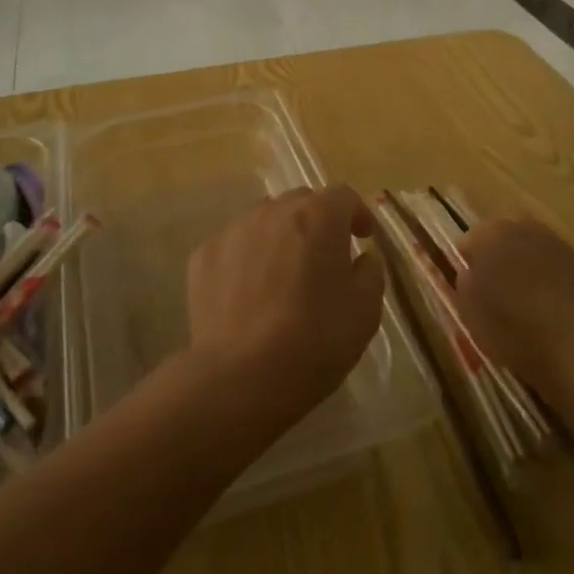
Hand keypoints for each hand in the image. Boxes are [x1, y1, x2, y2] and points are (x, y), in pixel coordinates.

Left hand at [185, 186, 384, 423]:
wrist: (242, 376)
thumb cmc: (316, 339)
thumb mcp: (365, 309)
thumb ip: (370, 271)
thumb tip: (361, 258)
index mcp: (318, 216)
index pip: (344, 196)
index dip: (357, 214)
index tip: (362, 238)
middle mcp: (274, 211)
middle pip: (301, 202)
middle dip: (317, 221)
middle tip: (324, 257)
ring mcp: (234, 231)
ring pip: (264, 220)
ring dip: (280, 236)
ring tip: (283, 273)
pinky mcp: (204, 256)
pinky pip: (234, 246)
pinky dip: (247, 259)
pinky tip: (249, 293)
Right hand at [454, 219, 573, 393]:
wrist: (570, 341)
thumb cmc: (508, 324)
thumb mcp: (467, 309)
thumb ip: (464, 282)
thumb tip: (470, 273)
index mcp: (489, 234)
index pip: (468, 242)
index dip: (466, 266)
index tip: (468, 290)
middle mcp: (523, 228)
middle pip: (502, 240)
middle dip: (498, 260)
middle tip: (495, 294)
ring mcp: (556, 244)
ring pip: (532, 252)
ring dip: (526, 268)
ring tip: (524, 304)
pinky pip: (557, 269)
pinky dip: (551, 282)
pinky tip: (551, 310)